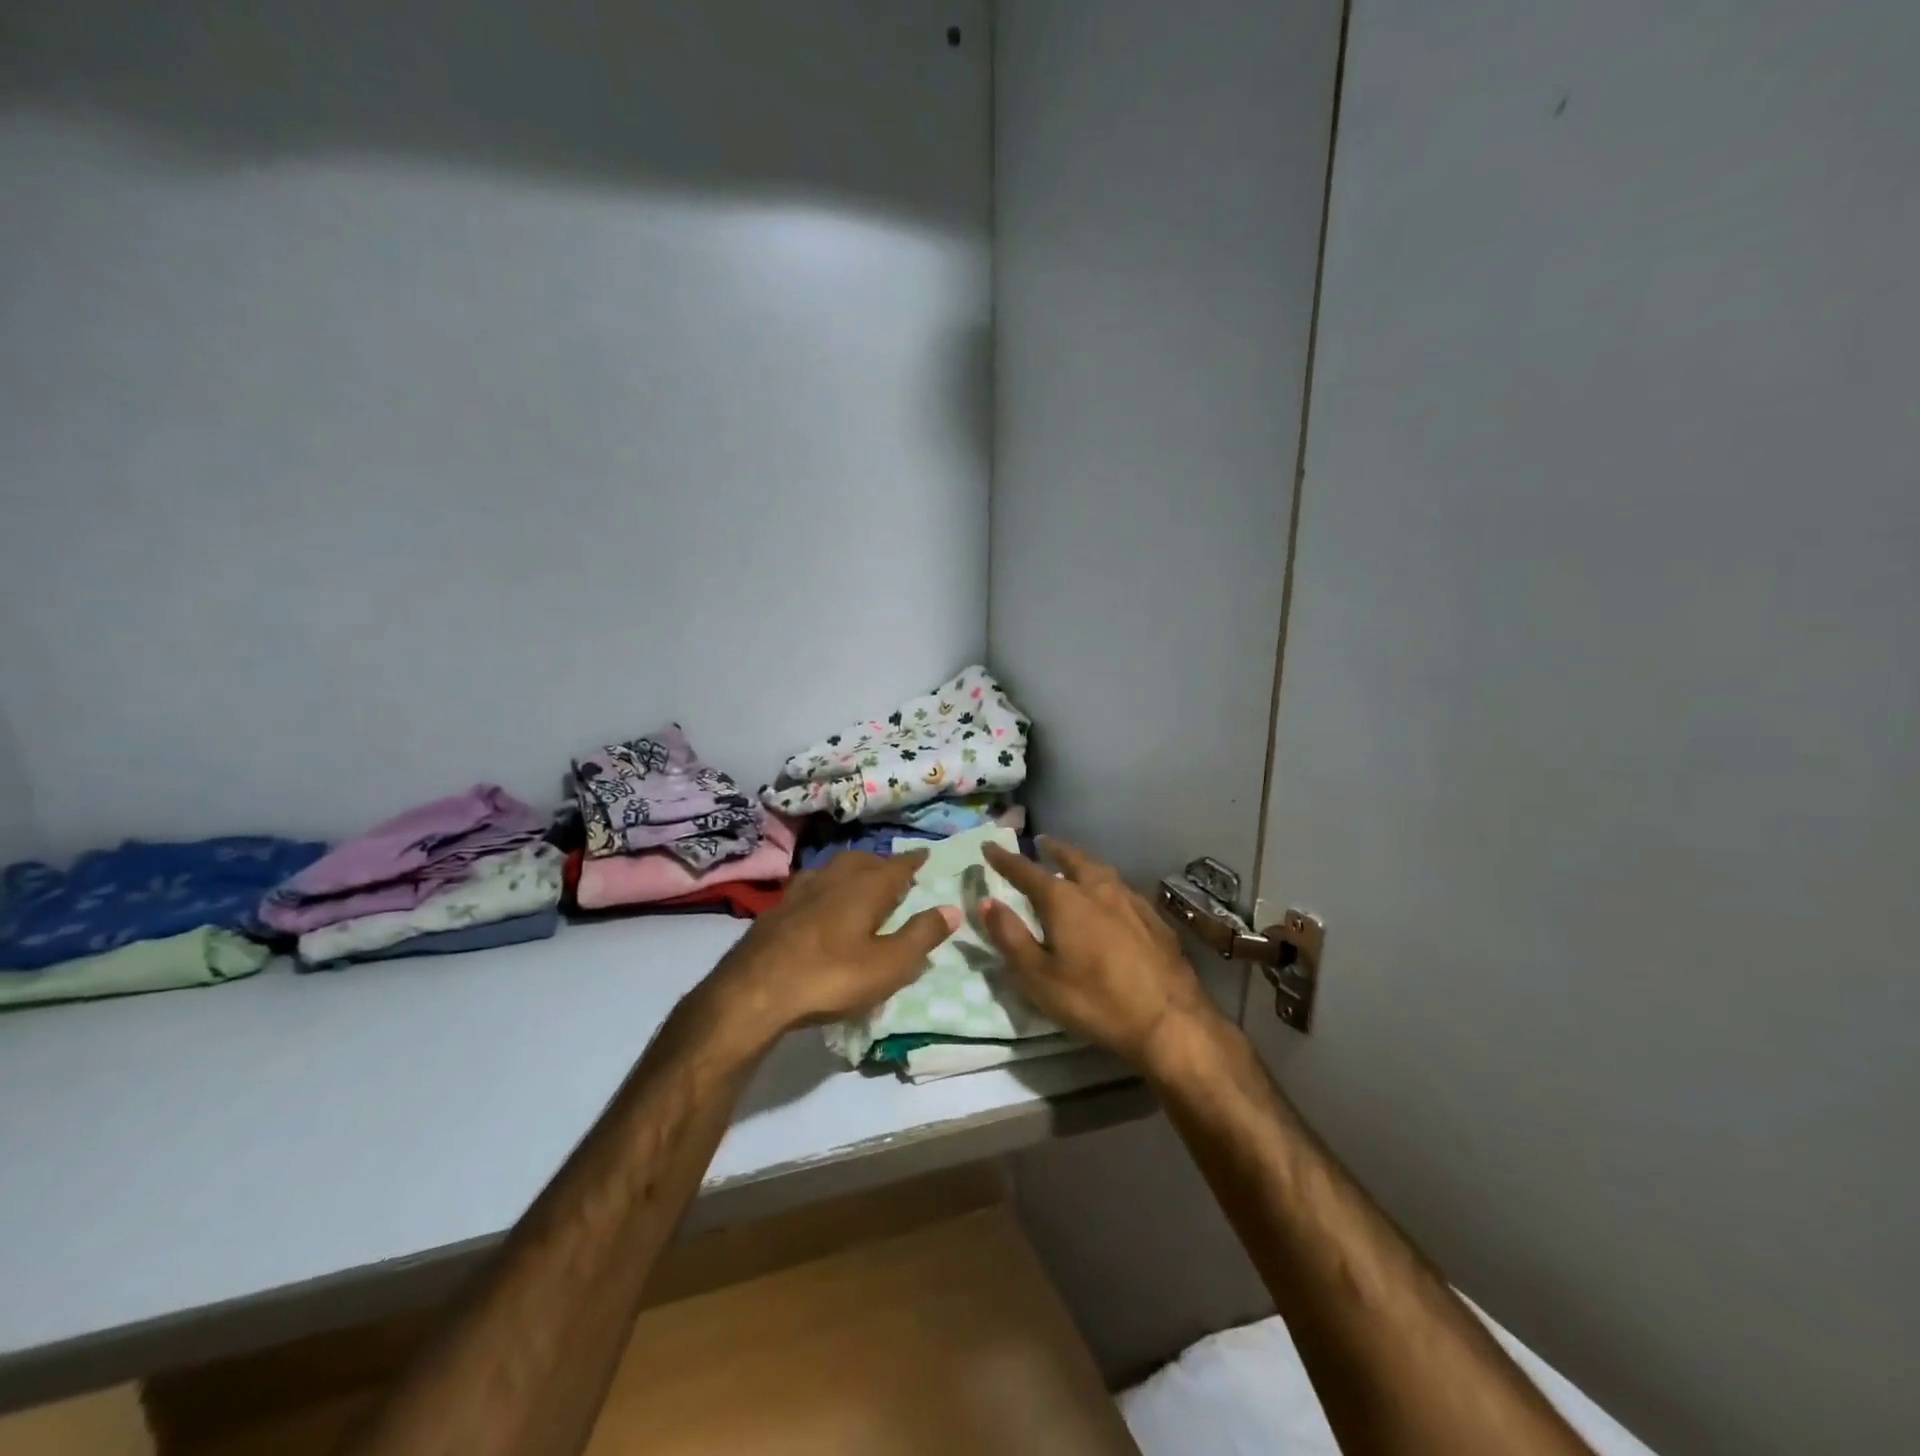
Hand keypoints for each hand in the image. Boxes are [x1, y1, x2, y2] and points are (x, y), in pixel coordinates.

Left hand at [706, 850, 957, 1047]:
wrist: (754, 990)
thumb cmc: (831, 976)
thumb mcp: (888, 965)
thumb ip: (921, 935)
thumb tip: (951, 909)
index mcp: (865, 887)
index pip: (897, 866)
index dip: (913, 860)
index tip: (925, 853)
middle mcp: (834, 878)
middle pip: (863, 860)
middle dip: (882, 863)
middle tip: (894, 872)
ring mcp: (801, 890)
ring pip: (833, 868)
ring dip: (851, 870)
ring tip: (860, 882)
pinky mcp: (777, 908)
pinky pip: (810, 885)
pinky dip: (826, 886)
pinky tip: (820, 902)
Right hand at [980, 837, 1220, 1072]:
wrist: (1169, 1020)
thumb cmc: (1095, 1000)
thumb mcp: (1039, 978)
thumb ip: (1010, 937)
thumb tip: (987, 902)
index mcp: (1065, 900)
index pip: (1027, 871)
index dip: (1005, 859)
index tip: (989, 846)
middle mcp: (1098, 889)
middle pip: (1072, 859)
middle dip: (1054, 849)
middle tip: (1042, 843)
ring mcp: (1131, 901)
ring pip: (1101, 870)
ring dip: (1082, 862)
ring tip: (1074, 864)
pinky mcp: (1155, 919)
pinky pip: (1123, 889)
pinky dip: (1107, 884)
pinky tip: (1111, 897)